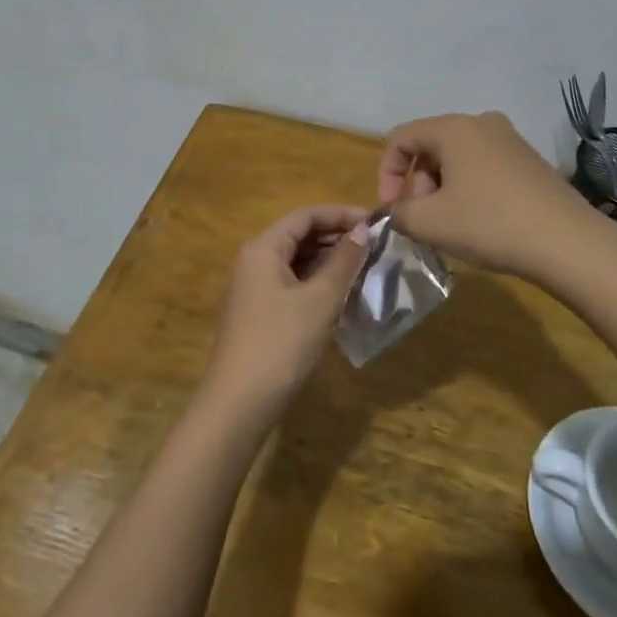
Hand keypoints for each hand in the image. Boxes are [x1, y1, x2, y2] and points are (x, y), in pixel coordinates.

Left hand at [201, 204, 370, 420]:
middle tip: (376, 245)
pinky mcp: (260, 312)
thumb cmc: (281, 343)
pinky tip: (342, 292)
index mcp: (263, 248)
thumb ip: (343, 261)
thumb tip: (364, 230)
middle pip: (299, 235)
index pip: (305, 215)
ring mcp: (254, 288)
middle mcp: (254, 260)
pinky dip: (317, 281)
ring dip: (329, 260)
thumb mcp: (320, 299)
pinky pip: (292, 282)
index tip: (376, 223)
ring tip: (366, 266)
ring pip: (296, 260)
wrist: (240, 403)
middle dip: (337, 236)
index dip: (341, 214)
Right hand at [377, 111, 600, 282]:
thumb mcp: (429, 223)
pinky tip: (479, 222)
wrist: (569, 243)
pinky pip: (483, 167)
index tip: (391, 209)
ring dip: (442, 190)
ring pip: (457, 159)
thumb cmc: (490, 224)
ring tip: (450, 226)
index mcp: (453, 127)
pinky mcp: (530, 160)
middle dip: (417, 185)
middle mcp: (481, 122)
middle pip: (430, 147)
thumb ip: (398, 213)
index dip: (386, 173)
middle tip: (423, 222)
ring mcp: (510, 139)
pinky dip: (469, 190)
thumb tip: (395, 211)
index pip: (400, 138)